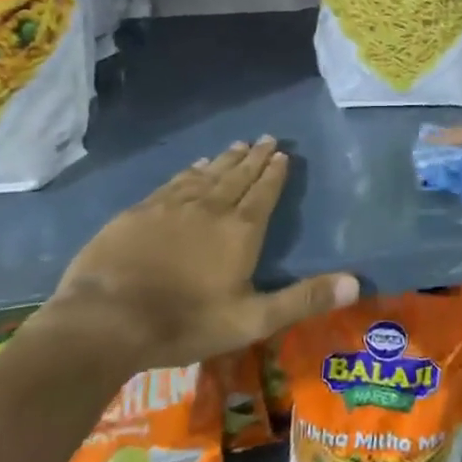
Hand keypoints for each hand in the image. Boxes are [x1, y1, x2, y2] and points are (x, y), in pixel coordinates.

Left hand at [39, 137, 357, 369]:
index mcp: (240, 231)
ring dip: (224, 159)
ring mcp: (171, 207)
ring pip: (206, 175)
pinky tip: (193, 166)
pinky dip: (189, 171)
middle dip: (254, 157)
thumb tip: (356, 282)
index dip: (274, 173)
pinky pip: (173, 183)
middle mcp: (210, 208)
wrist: (105, 321)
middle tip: (266, 138)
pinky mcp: (139, 213)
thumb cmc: (185, 323)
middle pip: (237, 176)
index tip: (282, 153)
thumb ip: (303, 299)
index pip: (263, 192)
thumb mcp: (252, 320)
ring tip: (237, 144)